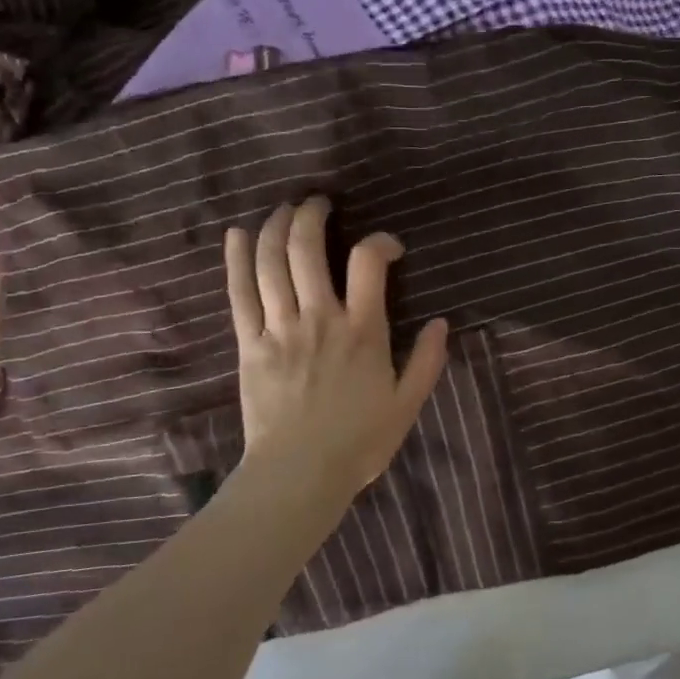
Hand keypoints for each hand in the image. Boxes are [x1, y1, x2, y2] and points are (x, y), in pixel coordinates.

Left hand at [226, 197, 448, 499]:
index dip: (380, 242)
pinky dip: (238, 260)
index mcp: (362, 331)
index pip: (368, 263)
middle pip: (308, 249)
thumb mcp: (407, 405)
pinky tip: (239, 234)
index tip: (388, 248)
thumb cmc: (359, 442)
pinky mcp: (250, 344)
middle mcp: (319, 318)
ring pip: (271, 263)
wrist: (299, 475)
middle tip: (319, 203)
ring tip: (285, 209)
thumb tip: (441, 322)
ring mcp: (280, 329)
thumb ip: (427, 361)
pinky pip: (239, 294)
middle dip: (312, 215)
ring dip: (277, 227)